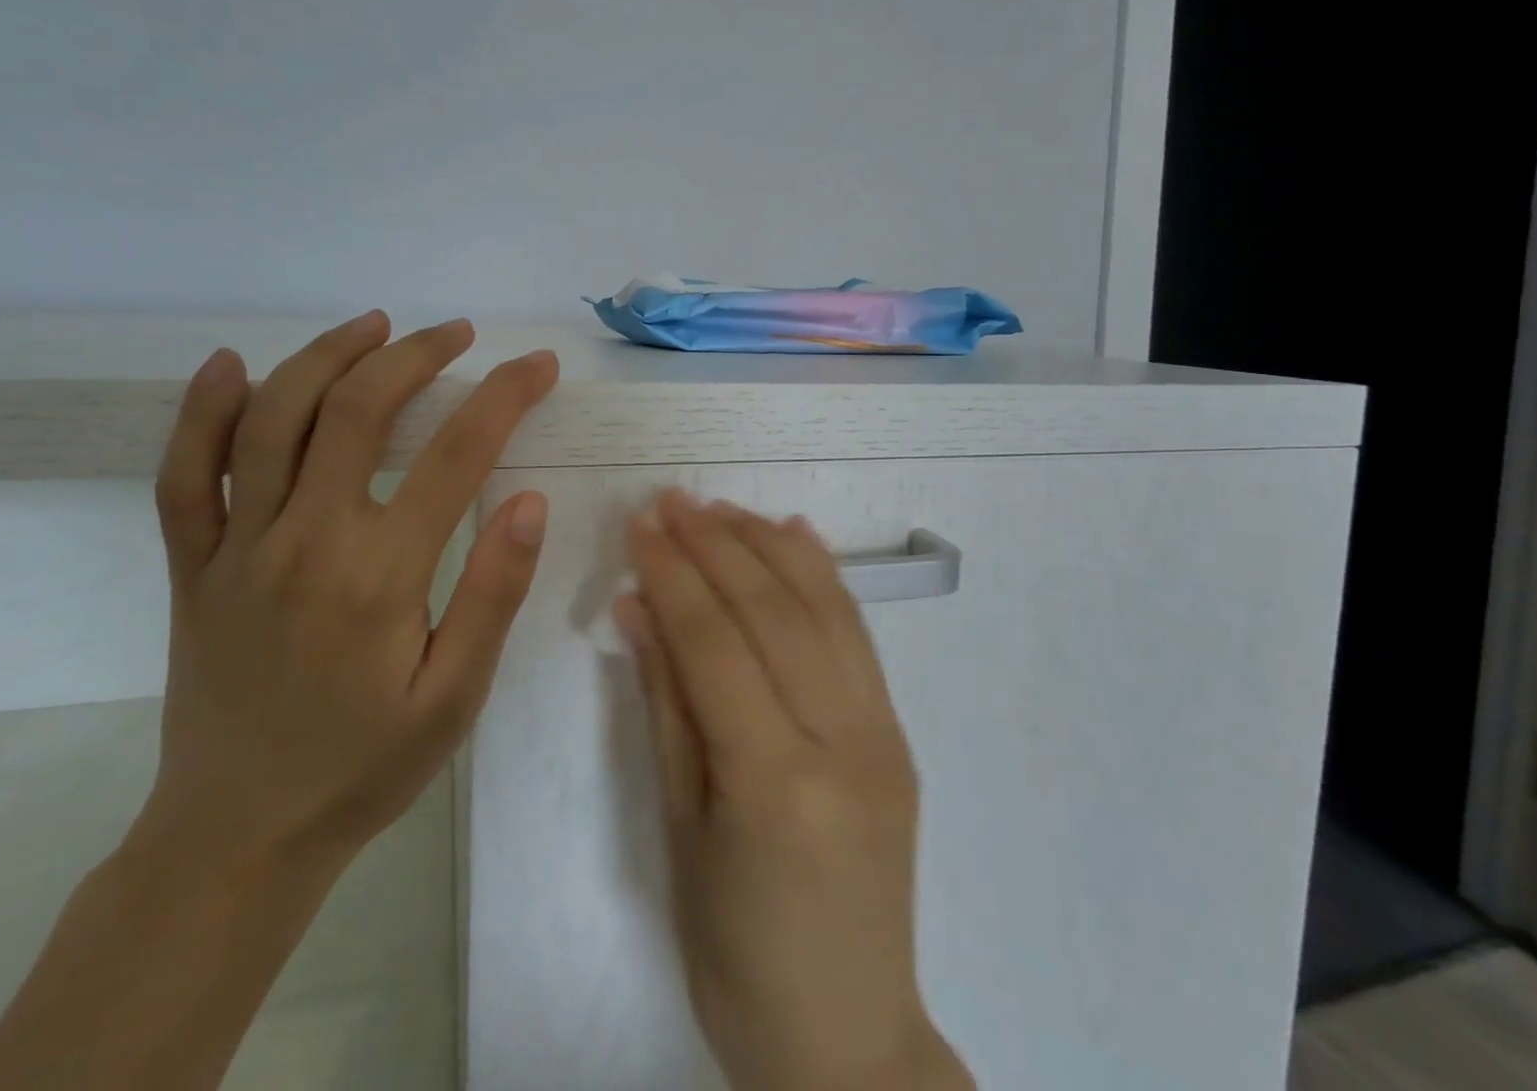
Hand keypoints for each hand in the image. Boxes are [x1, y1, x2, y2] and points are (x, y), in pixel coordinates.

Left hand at [135, 311, 559, 872]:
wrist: (238, 836)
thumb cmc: (365, 766)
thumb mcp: (455, 696)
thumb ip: (493, 592)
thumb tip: (530, 500)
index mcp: (379, 574)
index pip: (458, 454)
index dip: (506, 396)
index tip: (540, 365)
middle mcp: (304, 542)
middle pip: (357, 412)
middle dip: (416, 355)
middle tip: (458, 332)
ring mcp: (236, 549)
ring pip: (271, 421)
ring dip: (326, 357)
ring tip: (375, 324)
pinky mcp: (191, 567)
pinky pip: (182, 476)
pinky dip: (200, 412)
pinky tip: (230, 365)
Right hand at [617, 491, 971, 1090]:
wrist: (848, 1036)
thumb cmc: (735, 952)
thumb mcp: (679, 832)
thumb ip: (665, 705)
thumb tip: (638, 607)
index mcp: (775, 782)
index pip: (716, 643)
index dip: (673, 574)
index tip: (639, 525)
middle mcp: (842, 742)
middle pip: (772, 611)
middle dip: (715, 544)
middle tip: (671, 500)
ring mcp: (882, 733)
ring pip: (822, 607)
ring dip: (766, 544)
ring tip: (719, 507)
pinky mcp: (898, 732)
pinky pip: (858, 634)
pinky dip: (823, 573)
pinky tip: (794, 532)